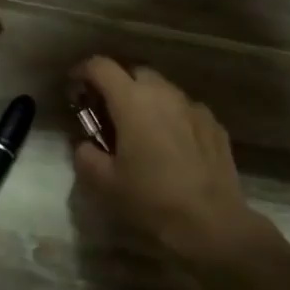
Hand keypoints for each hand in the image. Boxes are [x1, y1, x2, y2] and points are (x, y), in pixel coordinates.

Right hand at [69, 57, 282, 272]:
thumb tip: (85, 145)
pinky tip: (172, 146)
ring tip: (141, 130)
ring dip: (147, 100)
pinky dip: (172, 118)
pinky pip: (185, 109)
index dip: (83, 71)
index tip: (75, 87)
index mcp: (132, 101)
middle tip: (108, 113)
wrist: (212, 222)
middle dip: (118, 85)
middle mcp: (163, 93)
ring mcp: (193, 106)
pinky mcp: (214, 123)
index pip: (101, 66)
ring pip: (163, 89)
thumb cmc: (151, 199)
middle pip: (134, 72)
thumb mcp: (104, 183)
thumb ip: (85, 156)